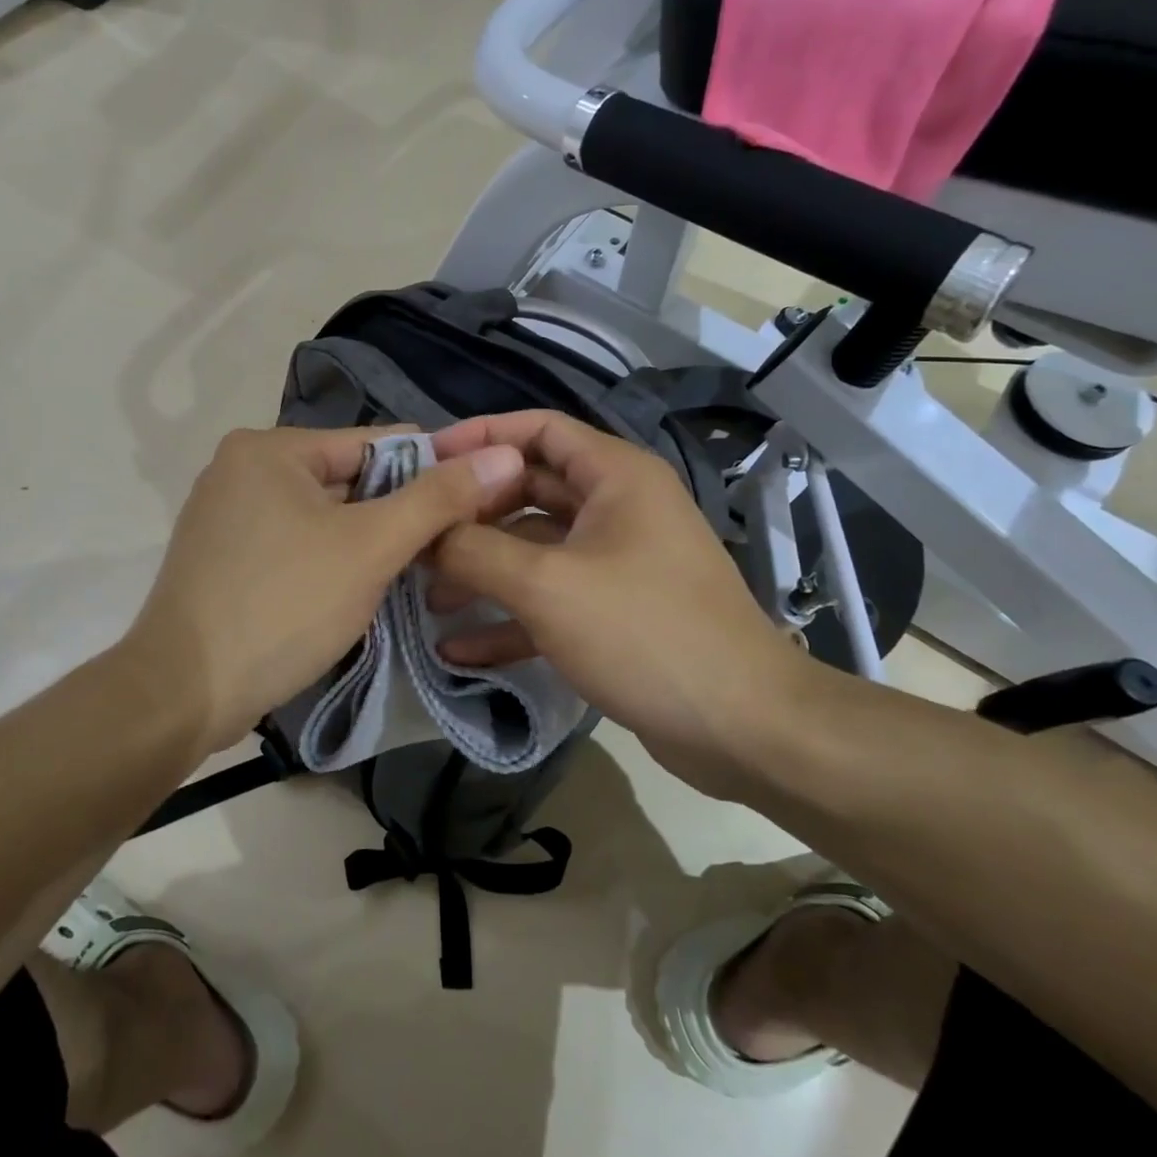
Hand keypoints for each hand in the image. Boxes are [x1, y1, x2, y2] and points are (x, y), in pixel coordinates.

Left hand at [119, 426, 525, 755]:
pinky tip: (358, 591)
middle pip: (348, 479)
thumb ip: (438, 498)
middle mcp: (243, 468)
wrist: (182, 694)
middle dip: (396, 514)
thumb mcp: (370, 548)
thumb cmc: (282, 606)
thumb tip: (503, 454)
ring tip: (413, 575)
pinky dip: (330, 560)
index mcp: (271, 447)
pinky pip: (295, 543)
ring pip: (323, 516)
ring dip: (367, 542)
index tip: (474, 509)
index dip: (430, 473)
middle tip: (447, 552)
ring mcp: (227, 514)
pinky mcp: (224, 557)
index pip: (375, 443)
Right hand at [428, 411, 818, 796]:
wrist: (741, 727)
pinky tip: (459, 648)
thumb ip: (476, 550)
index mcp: (615, 476)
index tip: (423, 459)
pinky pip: (551, 599)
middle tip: (415, 534)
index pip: (538, 429)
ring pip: (534, 549)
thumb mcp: (547, 585)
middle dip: (471, 513)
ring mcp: (616, 562)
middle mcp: (617, 507)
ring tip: (425, 596)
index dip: (479, 437)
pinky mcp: (614, 612)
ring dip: (483, 570)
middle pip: (529, 490)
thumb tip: (424, 532)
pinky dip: (509, 617)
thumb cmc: (644, 633)